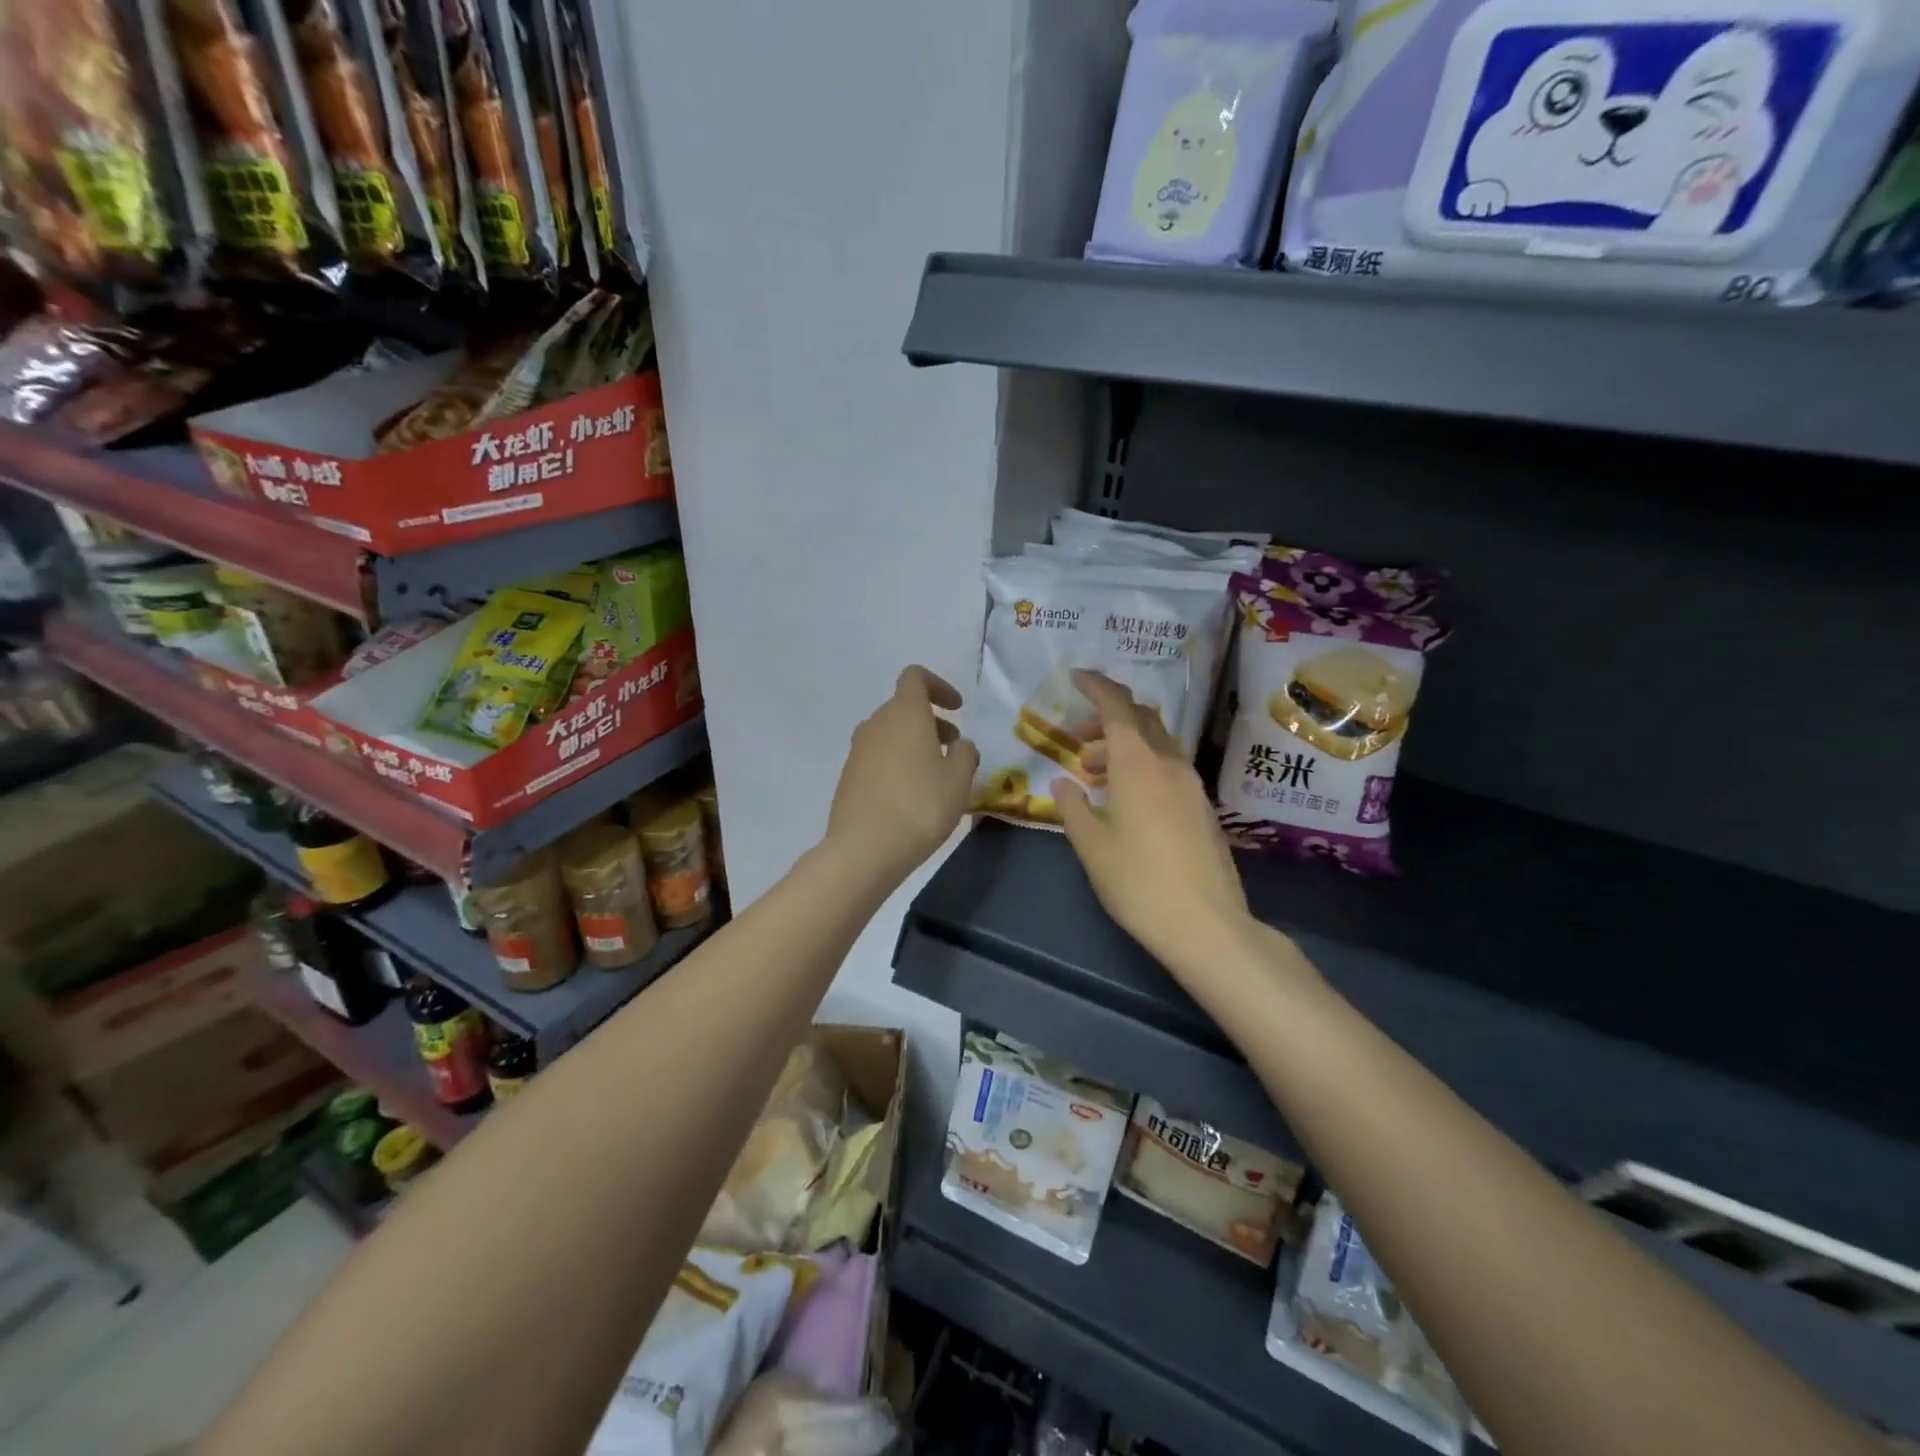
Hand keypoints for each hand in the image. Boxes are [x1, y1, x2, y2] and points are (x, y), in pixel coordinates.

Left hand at [825, 666, 978, 883]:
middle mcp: (876, 724)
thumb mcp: (958, 780)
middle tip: (953, 751)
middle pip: (904, 708)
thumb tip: (959, 745)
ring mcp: (857, 751)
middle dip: (931, 722)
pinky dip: (896, 764)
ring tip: (935, 777)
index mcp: (904, 713)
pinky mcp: (848, 777)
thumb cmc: (921, 806)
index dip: (939, 687)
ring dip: (913, 745)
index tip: (958, 709)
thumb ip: (965, 754)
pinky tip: (910, 797)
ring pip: (890, 734)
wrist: (865, 848)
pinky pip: (877, 758)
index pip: (915, 677)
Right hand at [1053, 670, 1251, 973]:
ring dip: (1124, 746)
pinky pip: (1169, 768)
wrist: (1205, 925)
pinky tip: (1125, 800)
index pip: (1118, 707)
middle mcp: (1170, 764)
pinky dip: (1143, 766)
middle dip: (1108, 719)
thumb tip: (1062, 783)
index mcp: (1138, 765)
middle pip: (1142, 720)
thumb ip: (1073, 807)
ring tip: (1094, 775)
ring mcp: (1192, 785)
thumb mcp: (1092, 845)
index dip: (1096, 687)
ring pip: (1157, 744)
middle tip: (1078, 740)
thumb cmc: (1138, 882)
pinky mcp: (1203, 808)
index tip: (1076, 678)